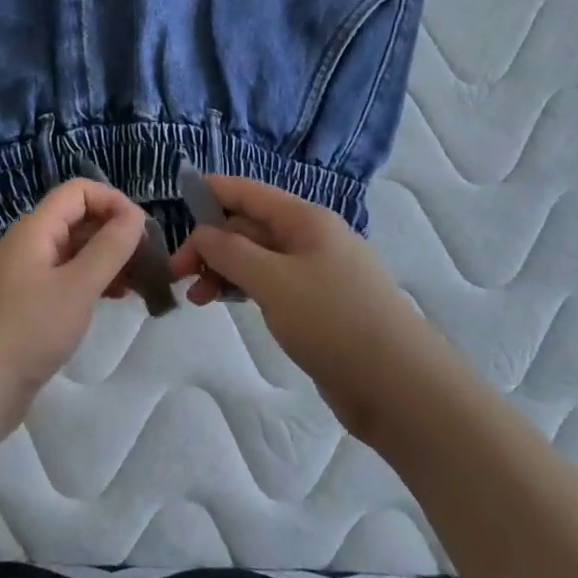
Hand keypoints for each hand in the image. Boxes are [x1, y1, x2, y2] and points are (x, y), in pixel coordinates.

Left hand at [0, 179, 145, 438]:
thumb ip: (109, 248)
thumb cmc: (26, 332)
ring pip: (75, 252)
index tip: (143, 232)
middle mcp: (29, 245)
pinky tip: (114, 301)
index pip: (78, 191)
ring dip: (108, 261)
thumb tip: (134, 214)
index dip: (113, 202)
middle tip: (150, 263)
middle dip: (115, 233)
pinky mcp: (27, 306)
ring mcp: (26, 276)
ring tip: (140, 285)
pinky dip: (92, 283)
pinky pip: (66, 280)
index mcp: (35, 229)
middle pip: (78, 220)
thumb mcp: (76, 287)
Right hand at [169, 175, 434, 441]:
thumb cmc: (333, 320)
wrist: (401, 386)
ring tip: (196, 297)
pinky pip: (272, 284)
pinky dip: (245, 289)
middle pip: (249, 226)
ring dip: (224, 270)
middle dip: (211, 243)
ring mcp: (317, 273)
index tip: (176, 200)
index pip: (249, 192)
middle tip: (178, 272)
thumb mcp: (272, 280)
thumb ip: (230, 251)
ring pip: (257, 258)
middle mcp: (311, 238)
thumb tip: (203, 233)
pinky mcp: (319, 307)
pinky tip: (227, 304)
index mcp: (305, 219)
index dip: (212, 191)